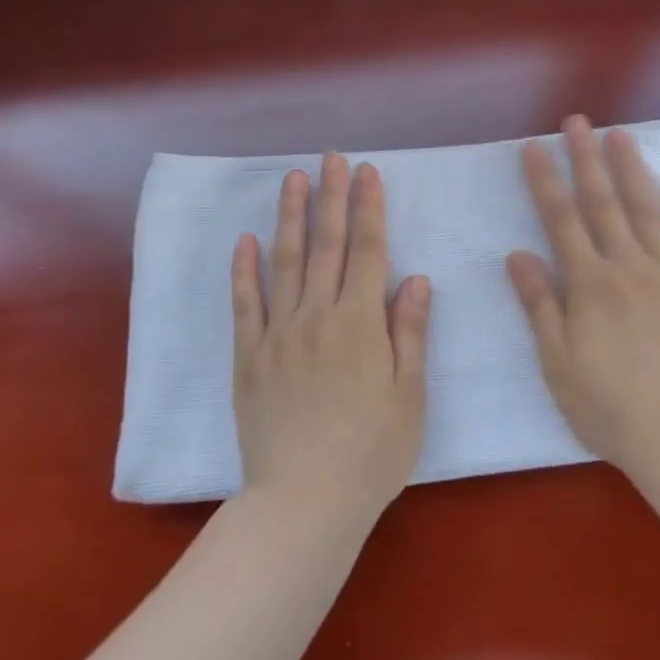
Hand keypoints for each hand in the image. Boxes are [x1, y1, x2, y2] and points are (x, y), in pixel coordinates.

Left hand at [231, 153, 430, 522]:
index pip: (368, 251)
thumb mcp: (410, 396)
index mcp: (360, 323)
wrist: (304, 501)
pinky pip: (245, 305)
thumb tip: (415, 278)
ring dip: (290, 217)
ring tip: (293, 179)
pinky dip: (244, 270)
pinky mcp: (248, 357)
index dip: (369, 208)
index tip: (367, 172)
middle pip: (327, 245)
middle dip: (331, 197)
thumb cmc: (372, 453)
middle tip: (332, 158)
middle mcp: (318, 316)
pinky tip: (245, 241)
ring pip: (284, 262)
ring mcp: (278, 334)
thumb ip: (410, 333)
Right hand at [506, 116, 659, 473]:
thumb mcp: (557, 361)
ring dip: (632, 170)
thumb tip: (518, 254)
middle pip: (603, 203)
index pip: (560, 219)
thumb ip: (539, 304)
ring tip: (621, 134)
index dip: (545, 179)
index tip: (533, 146)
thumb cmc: (609, 406)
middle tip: (577, 121)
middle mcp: (628, 267)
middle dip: (586, 158)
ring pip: (647, 210)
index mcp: (589, 284)